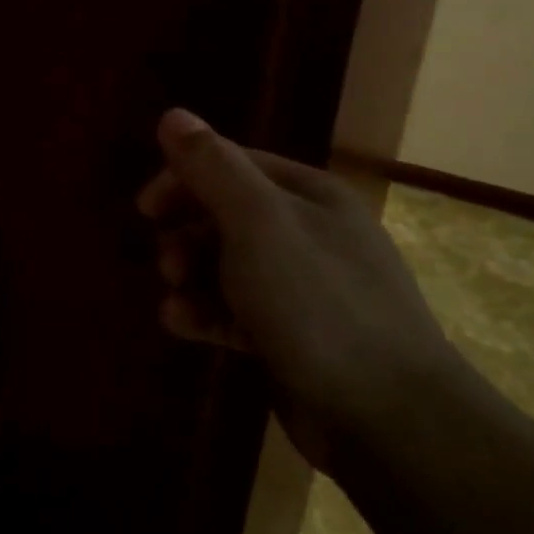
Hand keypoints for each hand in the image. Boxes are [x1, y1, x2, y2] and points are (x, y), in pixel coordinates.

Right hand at [137, 109, 462, 470]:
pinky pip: (237, 311)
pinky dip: (207, 313)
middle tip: (165, 262)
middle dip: (186, 234)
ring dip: (191, 277)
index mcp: (310, 195)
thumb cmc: (318, 303)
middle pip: (226, 215)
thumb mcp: (257, 223)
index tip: (145, 208)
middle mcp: (310, 233)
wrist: (388, 419)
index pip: (233, 165)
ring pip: (227, 266)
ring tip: (175, 299)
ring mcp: (304, 288)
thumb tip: (173, 115)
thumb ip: (212, 167)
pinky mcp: (293, 336)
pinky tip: (184, 326)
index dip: (183, 179)